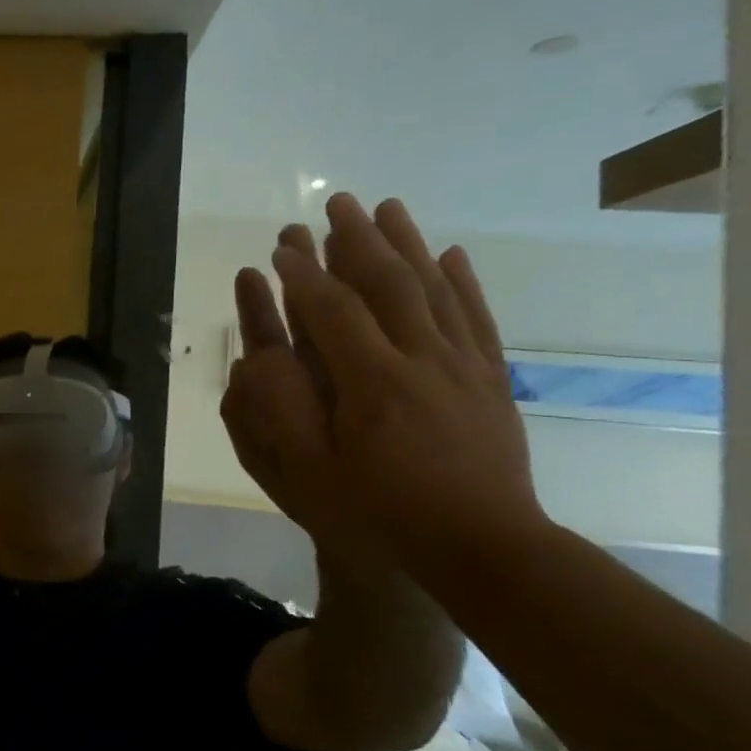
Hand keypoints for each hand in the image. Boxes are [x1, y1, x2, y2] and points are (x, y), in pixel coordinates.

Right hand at [223, 193, 548, 579]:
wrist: (481, 547)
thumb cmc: (378, 513)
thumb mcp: (308, 473)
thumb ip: (280, 411)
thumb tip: (260, 355)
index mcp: (372, 383)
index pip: (332, 311)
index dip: (301, 275)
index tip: (280, 246)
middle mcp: (422, 360)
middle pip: (388, 283)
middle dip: (356, 239)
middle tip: (335, 203)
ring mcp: (463, 367)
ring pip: (433, 289)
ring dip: (406, 244)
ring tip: (387, 208)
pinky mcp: (490, 380)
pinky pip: (475, 317)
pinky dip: (461, 281)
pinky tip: (449, 255)